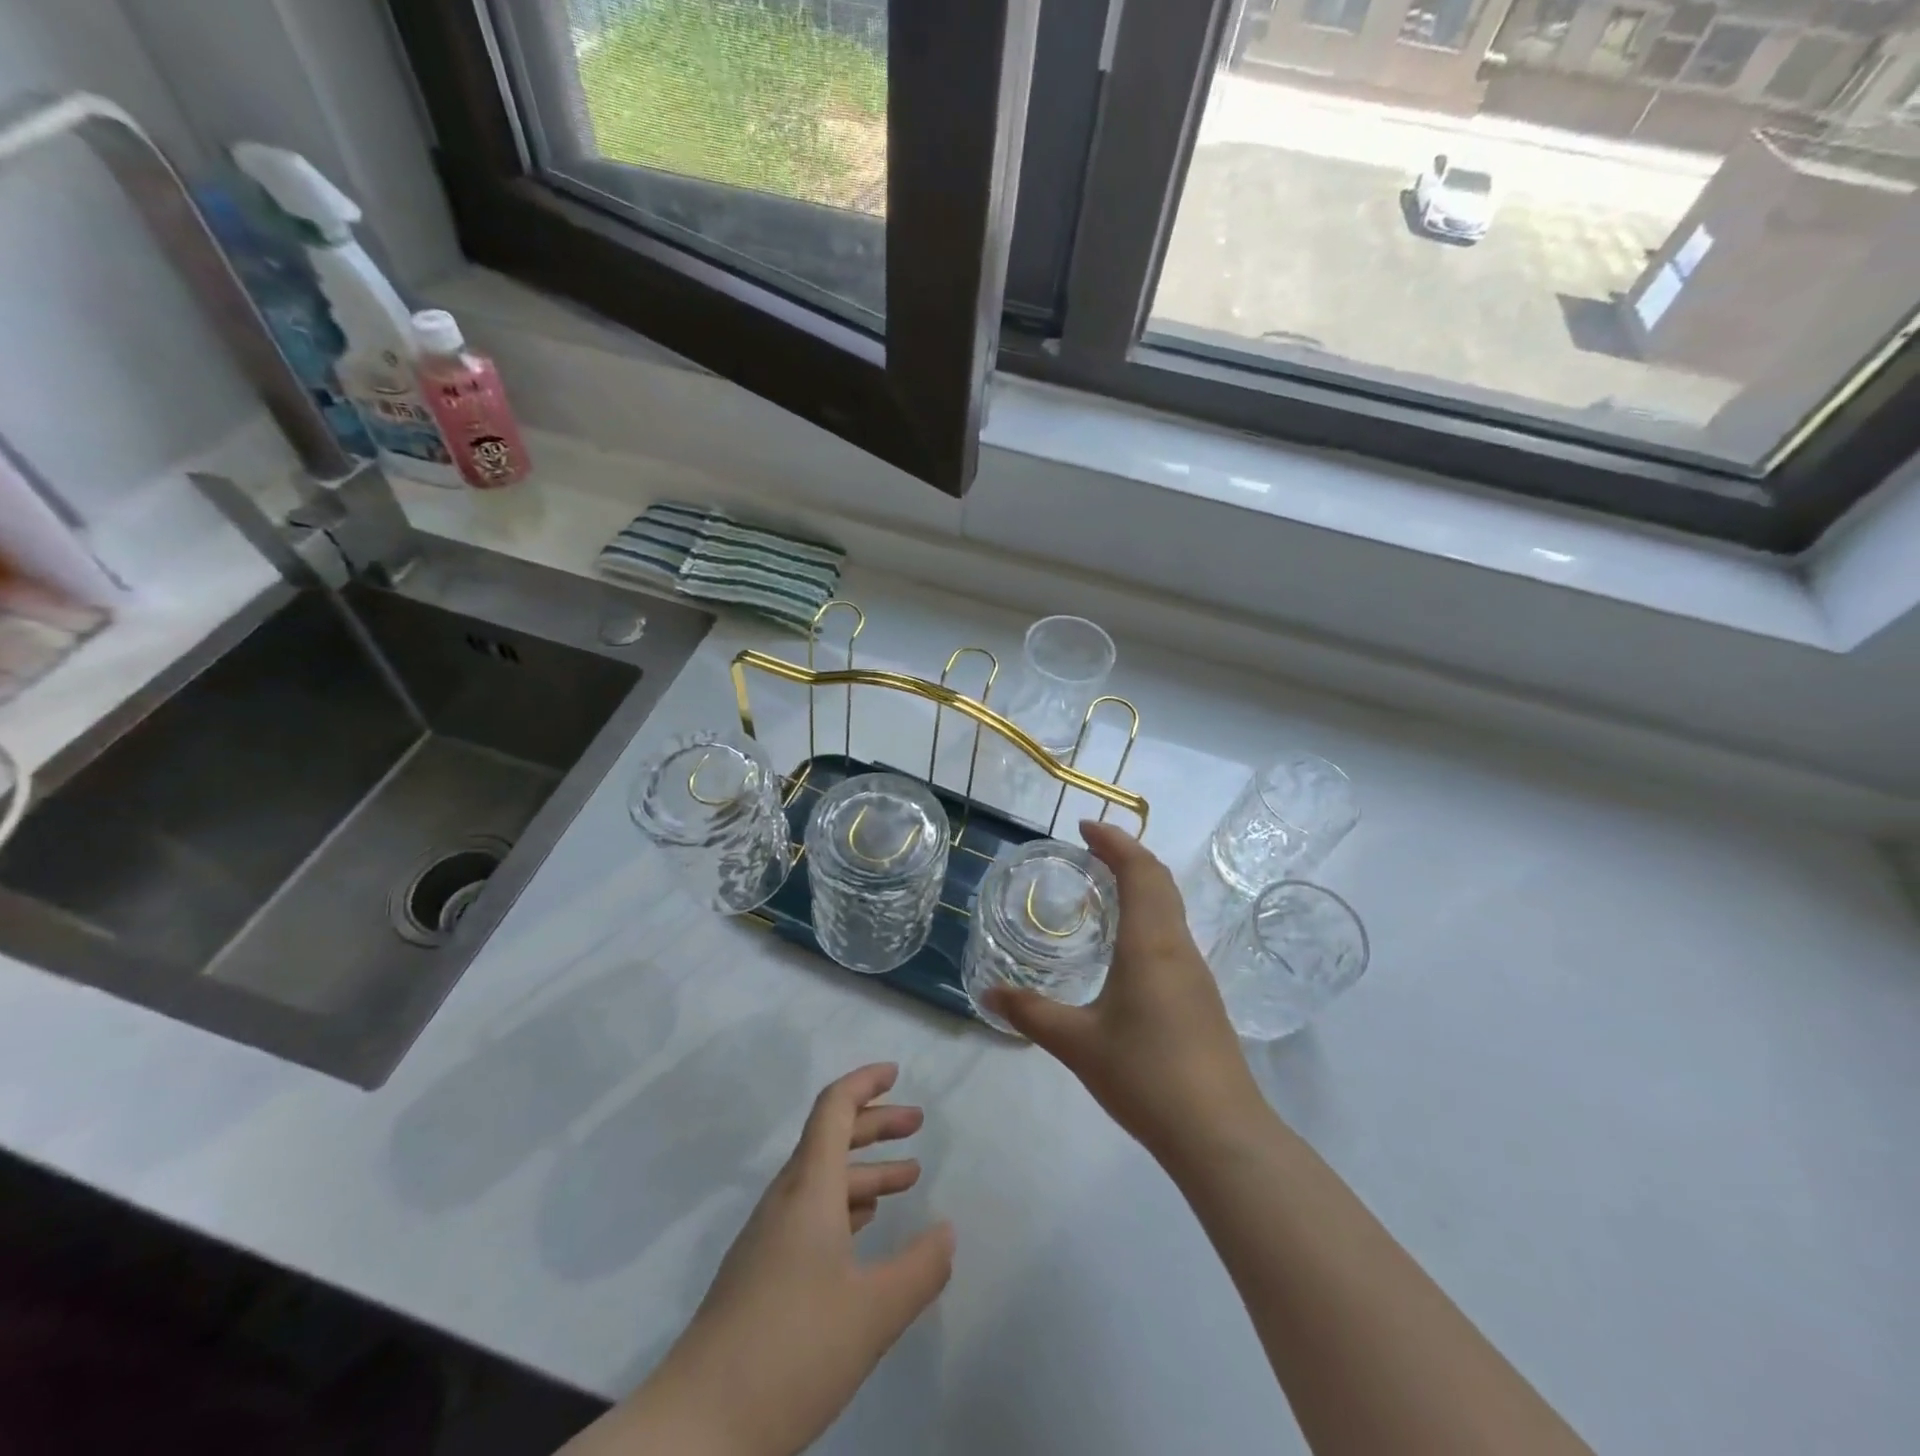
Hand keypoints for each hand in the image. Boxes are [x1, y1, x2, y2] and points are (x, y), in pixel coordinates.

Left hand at [599, 1063, 952, 1455]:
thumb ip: (920, 1268)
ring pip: (822, 1180)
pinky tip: (864, 1229)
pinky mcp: (761, 1272)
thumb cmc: (792, 1351)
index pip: (834, 1109)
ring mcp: (769, 1237)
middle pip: (831, 1139)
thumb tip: (947, 1232)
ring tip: (907, 1179)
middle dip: (875, 1124)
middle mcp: (786, 1200)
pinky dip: (844, 1204)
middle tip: (917, 1124)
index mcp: (809, 1189)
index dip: (864, 1083)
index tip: (896, 1073)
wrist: (698, 1427)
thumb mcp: (873, 1312)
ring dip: (864, 1170)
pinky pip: (810, 1213)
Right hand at [984, 822, 1264, 1163]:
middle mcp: (1178, 947)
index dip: (1114, 842)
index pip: (1139, 871)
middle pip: (1160, 881)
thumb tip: (988, 995)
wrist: (1220, 1134)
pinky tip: (1127, 945)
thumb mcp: (1076, 1043)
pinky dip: (1150, 915)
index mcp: (1150, 944)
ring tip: (1104, 889)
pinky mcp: (1202, 999)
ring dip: (1141, 884)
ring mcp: (1196, 973)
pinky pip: (1173, 934)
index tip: (1084, 827)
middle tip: (1089, 850)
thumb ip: (1030, 1013)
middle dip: (1127, 855)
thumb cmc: (1145, 1075)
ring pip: (1171, 907)